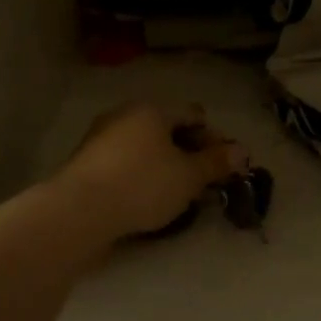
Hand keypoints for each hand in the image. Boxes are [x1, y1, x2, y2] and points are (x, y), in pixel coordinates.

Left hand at [52, 103, 243, 243]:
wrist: (79, 211)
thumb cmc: (142, 185)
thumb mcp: (189, 176)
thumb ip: (216, 163)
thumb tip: (241, 152)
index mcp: (151, 109)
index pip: (193, 115)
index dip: (214, 139)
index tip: (225, 166)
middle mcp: (124, 116)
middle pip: (167, 130)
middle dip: (189, 153)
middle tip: (204, 182)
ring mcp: (101, 139)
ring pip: (145, 149)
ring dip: (165, 167)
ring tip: (178, 196)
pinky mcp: (87, 165)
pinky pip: (126, 166)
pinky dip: (142, 178)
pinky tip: (148, 201)